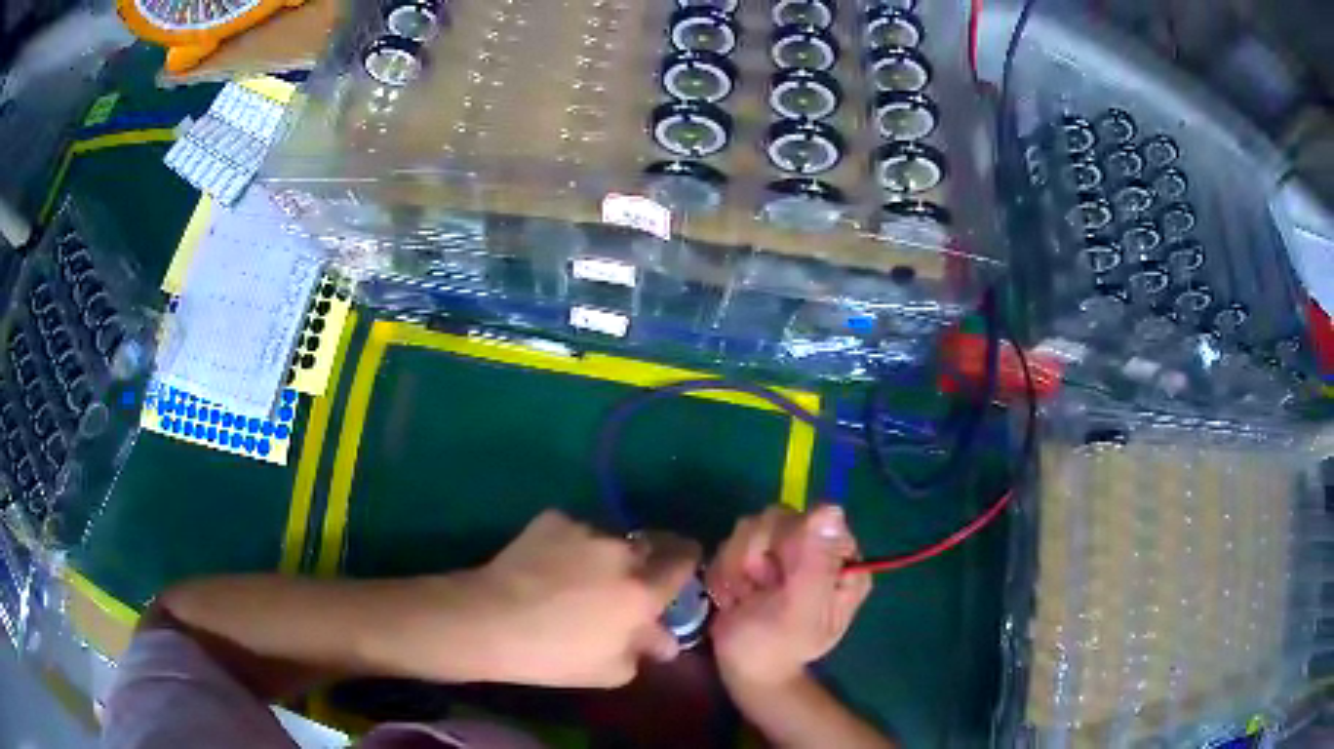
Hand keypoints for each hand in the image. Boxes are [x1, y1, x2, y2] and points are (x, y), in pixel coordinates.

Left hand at [455, 510, 700, 687]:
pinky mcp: (553, 519)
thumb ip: (646, 650)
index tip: (678, 576)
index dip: (686, 565)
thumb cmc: (554, 655)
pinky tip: (548, 566)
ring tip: (578, 577)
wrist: (490, 620)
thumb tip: (664, 639)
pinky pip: (575, 531)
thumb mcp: (611, 670)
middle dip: (647, 561)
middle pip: (651, 544)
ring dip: (606, 555)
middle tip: (626, 583)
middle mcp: (621, 551)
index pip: (684, 561)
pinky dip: (571, 546)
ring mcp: (585, 530)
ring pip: (610, 538)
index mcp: (643, 589)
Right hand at [706, 505, 870, 691]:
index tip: (776, 577)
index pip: (816, 519)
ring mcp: (787, 552)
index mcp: (843, 562)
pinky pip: (732, 541)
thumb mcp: (801, 607)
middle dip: (755, 557)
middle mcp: (819, 550)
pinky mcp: (757, 556)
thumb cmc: (776, 645)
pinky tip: (733, 596)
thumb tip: (831, 508)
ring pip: (751, 527)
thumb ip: (815, 560)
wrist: (744, 668)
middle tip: (756, 593)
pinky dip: (726, 571)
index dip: (788, 543)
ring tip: (744, 599)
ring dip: (737, 567)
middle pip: (779, 518)